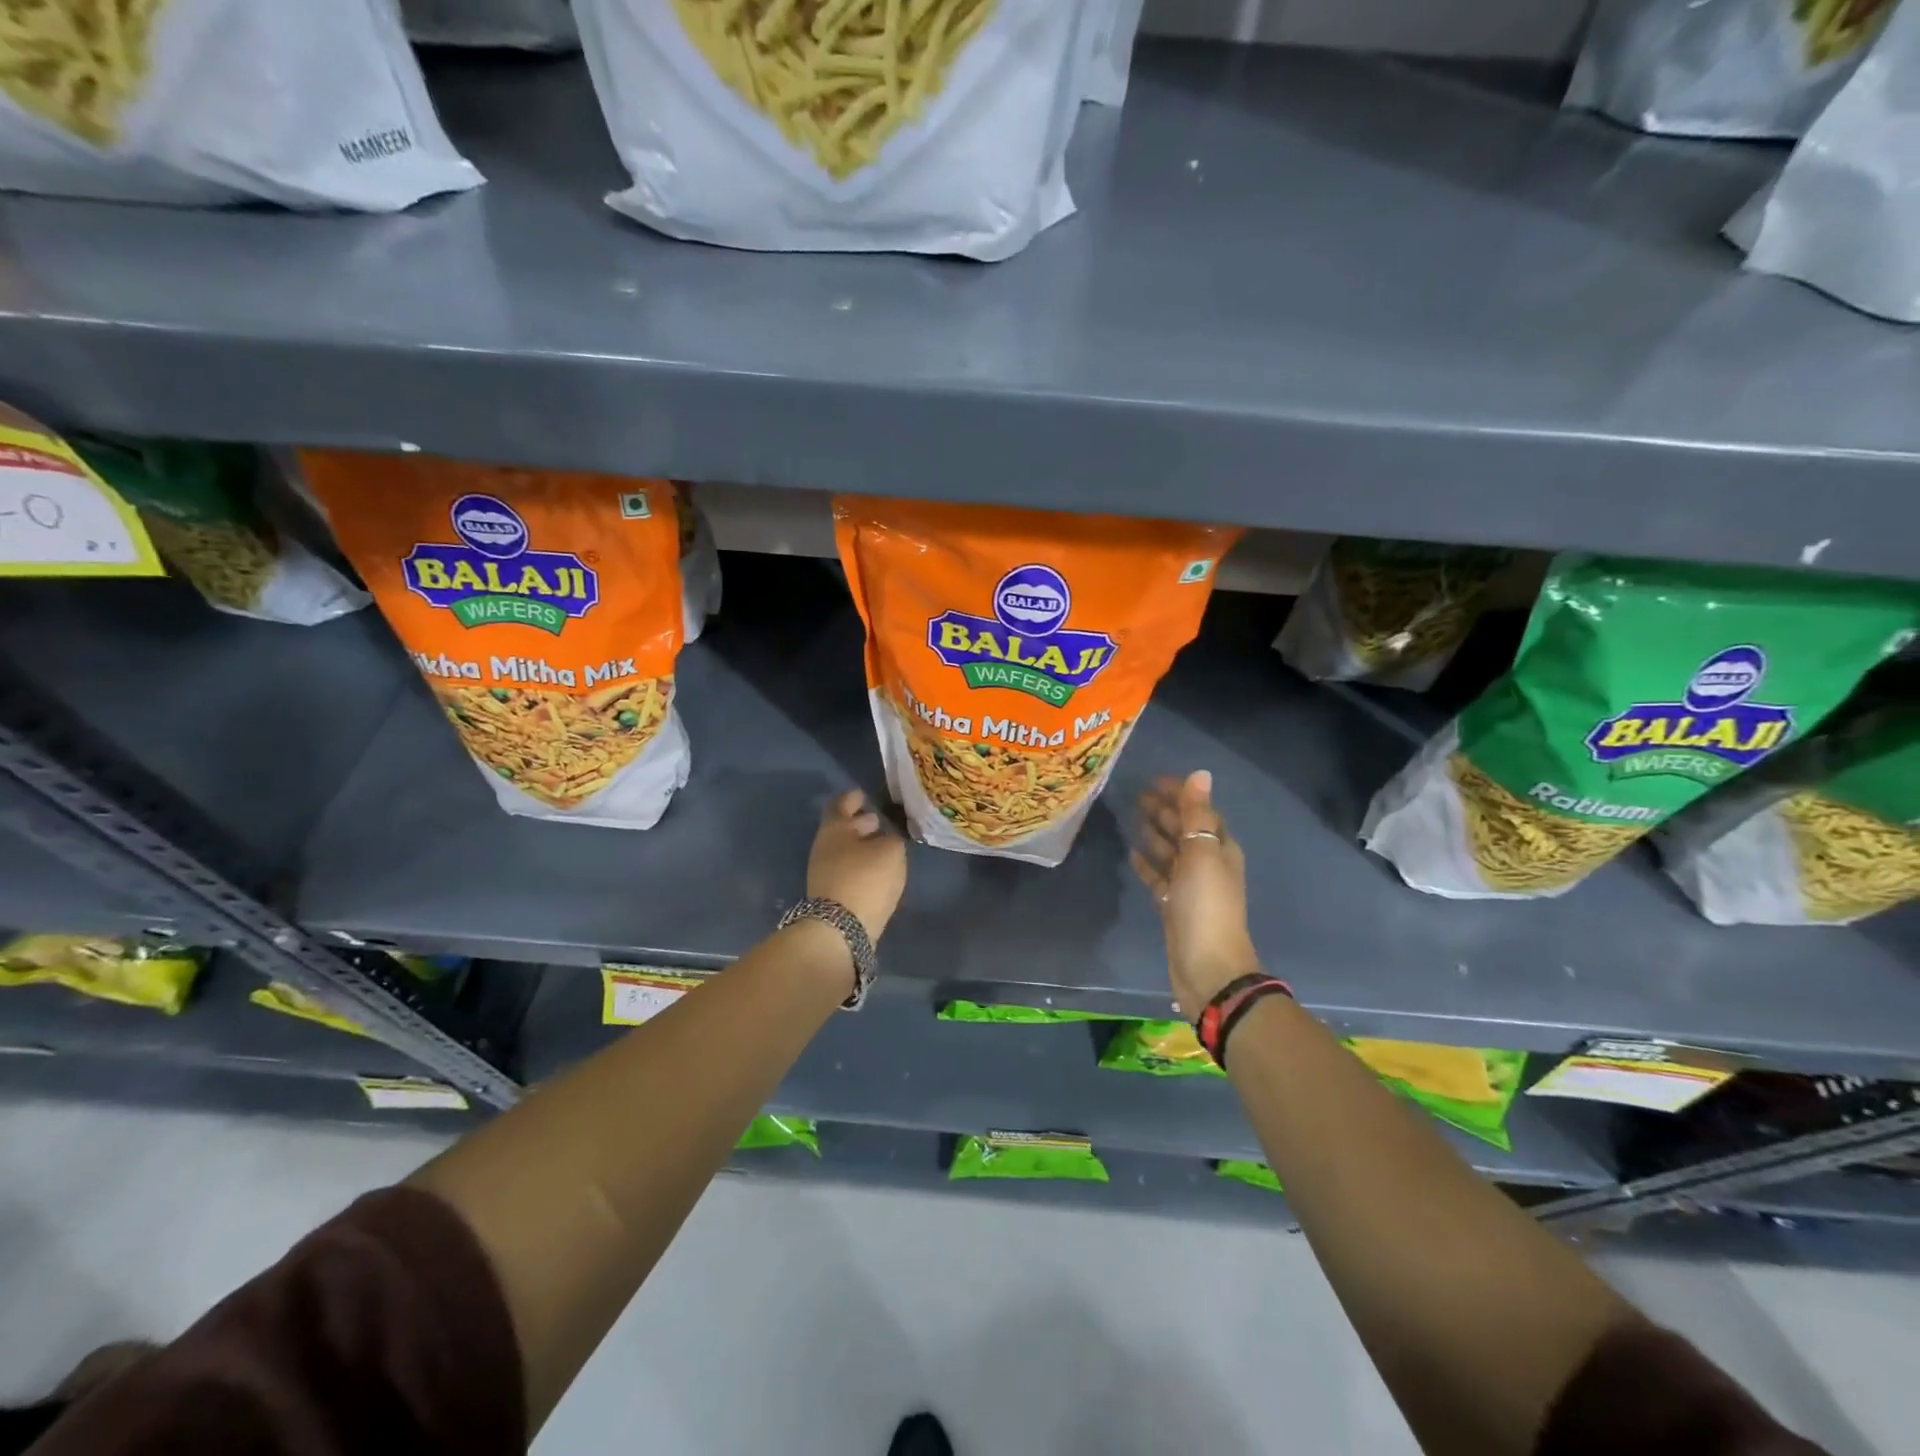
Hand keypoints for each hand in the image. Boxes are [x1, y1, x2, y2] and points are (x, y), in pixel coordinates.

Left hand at [808, 789, 907, 942]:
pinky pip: (847, 869)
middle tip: (877, 820)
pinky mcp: (830, 895)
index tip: (863, 795)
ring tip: (883, 846)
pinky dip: (861, 864)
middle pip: (841, 828)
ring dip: (861, 845)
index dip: (853, 798)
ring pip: (844, 850)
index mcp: (834, 828)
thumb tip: (889, 837)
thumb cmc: (866, 877)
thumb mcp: (891, 851)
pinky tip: (877, 869)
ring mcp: (824, 872)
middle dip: (859, 823)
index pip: (841, 804)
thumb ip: (893, 838)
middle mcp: (824, 847)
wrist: (840, 927)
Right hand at [1130, 771, 1261, 1016]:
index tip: (1153, 779)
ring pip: (1170, 852)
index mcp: (1220, 848)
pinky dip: (1148, 864)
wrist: (1207, 966)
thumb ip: (1197, 815)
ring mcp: (1190, 886)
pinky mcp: (1174, 905)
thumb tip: (1200, 774)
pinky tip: (1132, 854)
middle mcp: (1208, 864)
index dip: (1181, 794)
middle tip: (1136, 795)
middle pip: (1185, 830)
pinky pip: (1159, 877)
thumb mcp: (1202, 854)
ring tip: (1132, 817)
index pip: (1201, 811)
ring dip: (1155, 834)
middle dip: (1165, 811)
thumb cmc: (1206, 906)